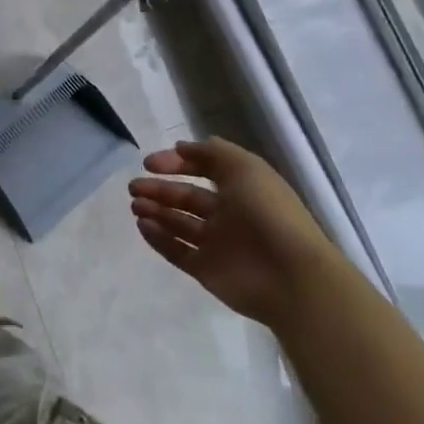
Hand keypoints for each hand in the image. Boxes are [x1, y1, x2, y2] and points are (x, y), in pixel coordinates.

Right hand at [128, 138, 337, 327]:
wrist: (290, 276)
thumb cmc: (268, 214)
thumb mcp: (244, 167)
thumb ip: (212, 152)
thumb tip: (181, 147)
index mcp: (241, 188)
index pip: (203, 169)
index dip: (177, 163)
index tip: (149, 163)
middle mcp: (228, 213)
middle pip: (186, 198)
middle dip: (159, 189)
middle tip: (134, 187)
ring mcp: (216, 243)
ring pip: (178, 223)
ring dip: (155, 212)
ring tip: (135, 206)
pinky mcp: (205, 269)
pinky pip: (176, 251)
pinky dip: (158, 238)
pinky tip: (142, 226)